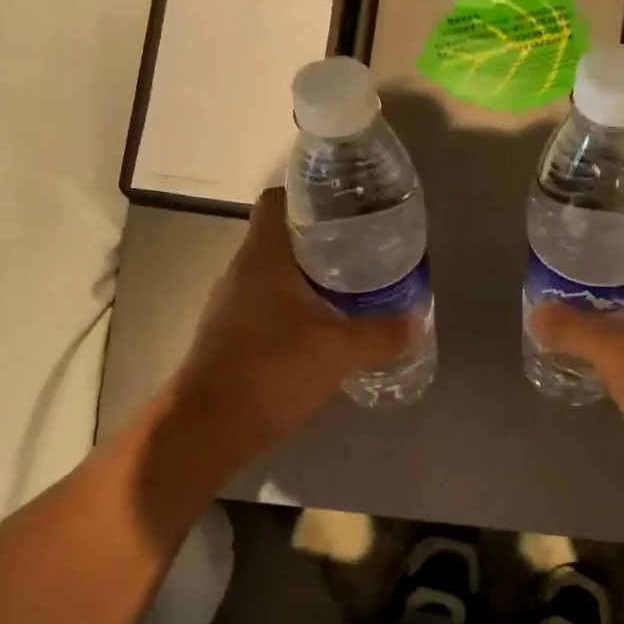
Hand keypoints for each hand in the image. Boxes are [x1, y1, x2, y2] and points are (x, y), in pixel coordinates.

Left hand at [163, 189, 415, 464]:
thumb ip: (381, 333)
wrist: (207, 428)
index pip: (280, 200)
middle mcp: (242, 270)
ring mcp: (231, 303)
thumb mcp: (339, 351)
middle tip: (364, 248)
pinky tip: (324, 328)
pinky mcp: (229, 334)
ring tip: (352, 286)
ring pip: (275, 273)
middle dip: (322, 239)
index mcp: (264, 256)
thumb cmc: (271, 372)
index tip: (348, 206)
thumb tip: (416, 319)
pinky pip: (267, 304)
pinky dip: (295, 307)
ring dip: (309, 276)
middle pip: (282, 237)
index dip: (312, 195)